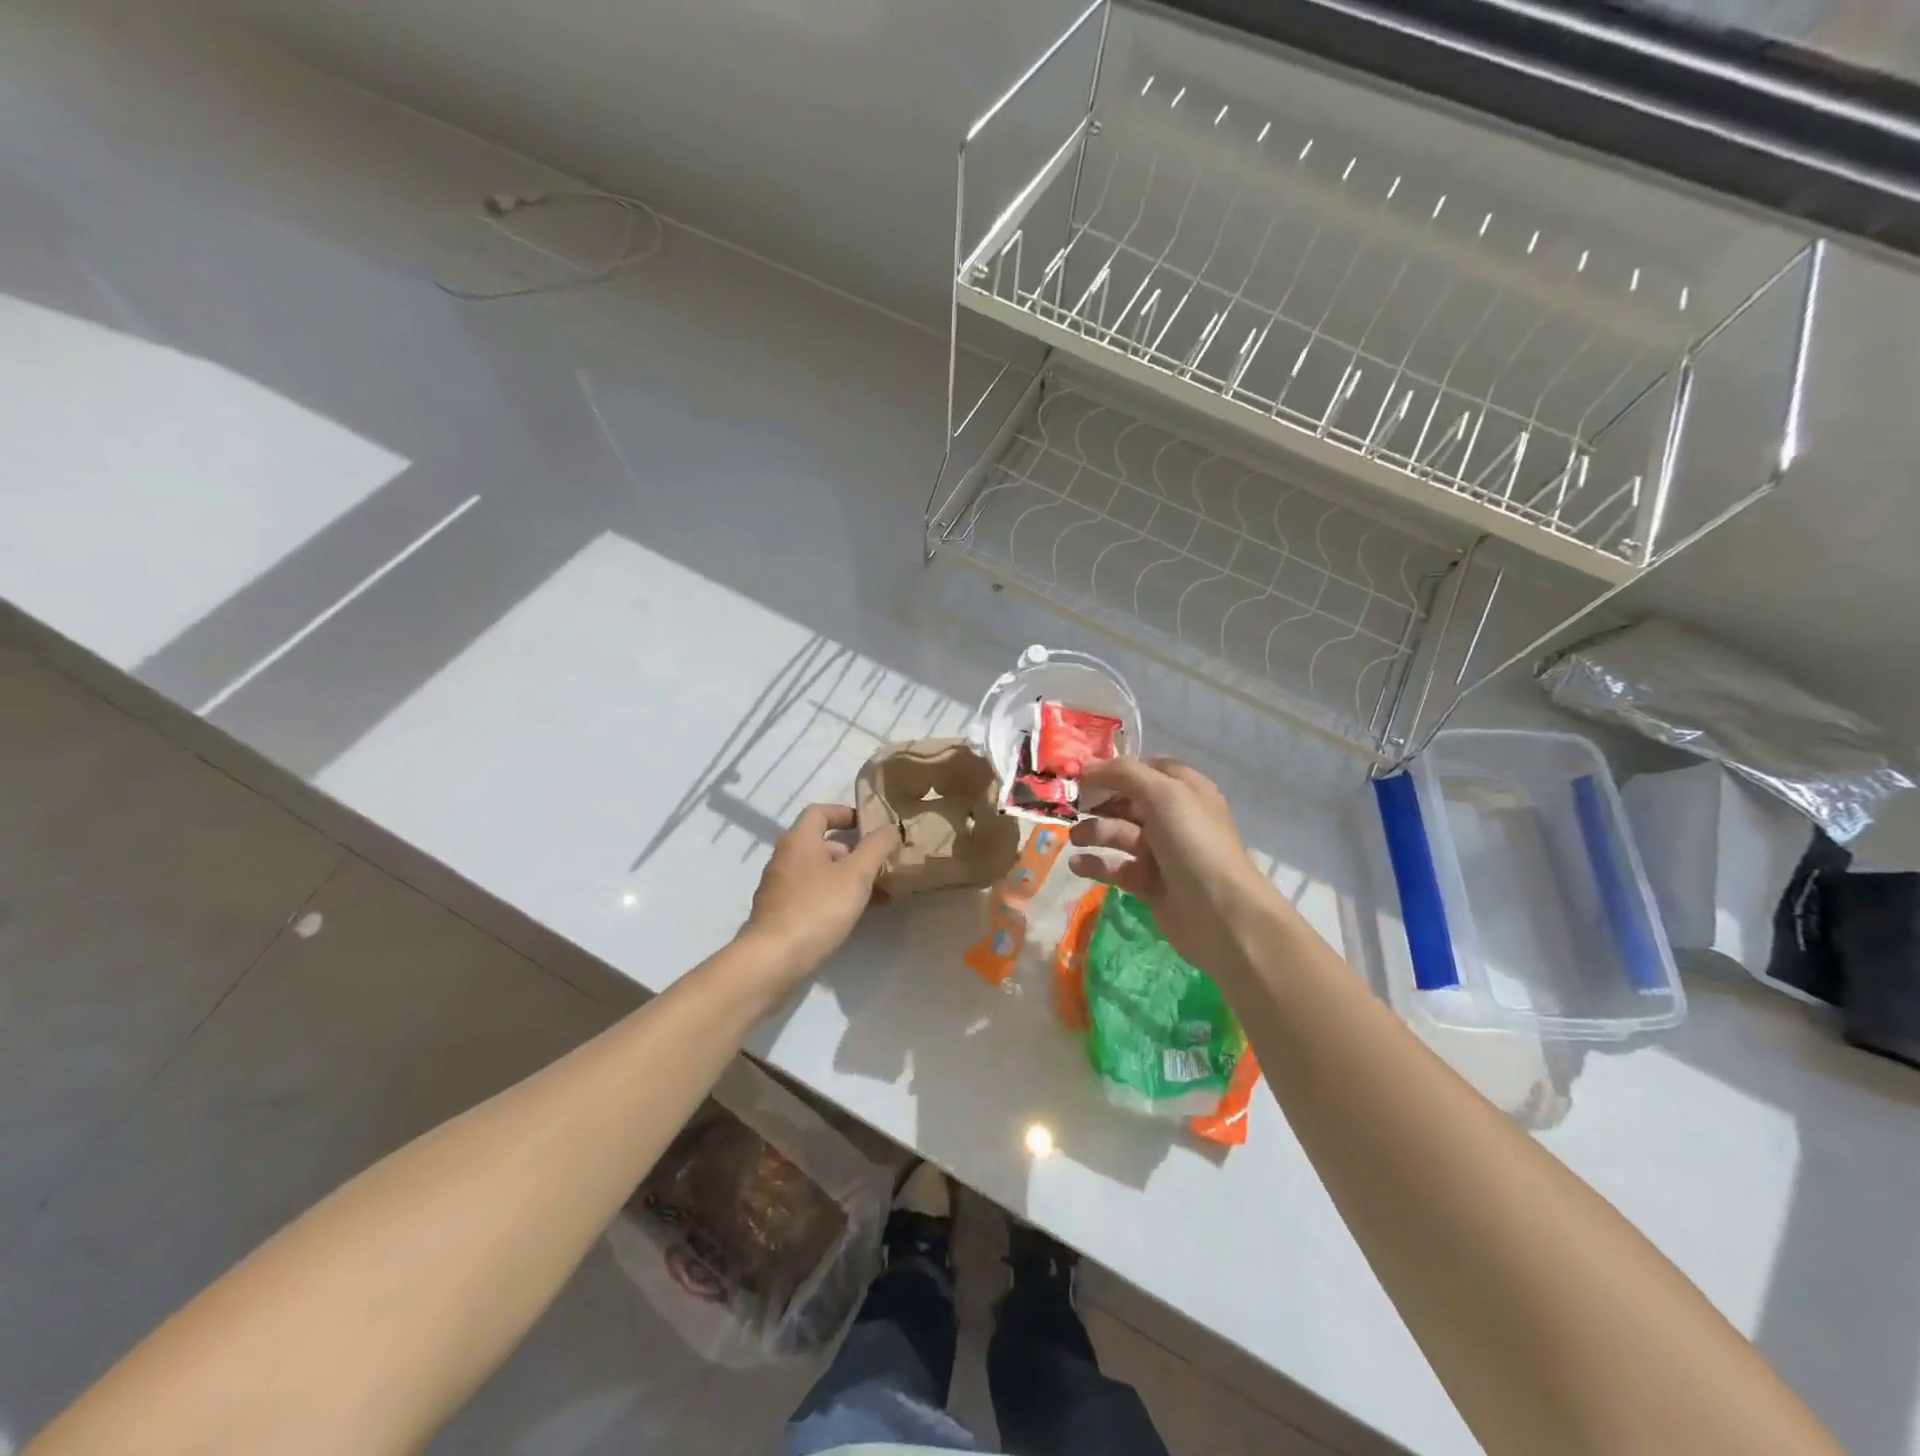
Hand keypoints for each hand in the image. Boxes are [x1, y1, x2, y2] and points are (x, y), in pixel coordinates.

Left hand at [741, 804, 900, 979]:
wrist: (773, 958)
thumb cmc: (817, 908)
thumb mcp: (857, 874)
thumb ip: (877, 847)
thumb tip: (891, 828)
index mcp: (799, 840)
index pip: (820, 811)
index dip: (845, 813)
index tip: (868, 825)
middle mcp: (784, 857)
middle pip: (821, 843)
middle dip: (852, 852)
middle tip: (878, 865)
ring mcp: (778, 887)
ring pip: (817, 872)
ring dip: (845, 877)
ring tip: (874, 895)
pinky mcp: (778, 913)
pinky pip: (810, 894)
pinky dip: (831, 897)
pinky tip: (851, 916)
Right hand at [1068, 757, 1285, 978]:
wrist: (1219, 912)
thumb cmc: (1193, 842)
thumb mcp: (1163, 794)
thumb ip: (1123, 773)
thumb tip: (1086, 766)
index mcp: (1185, 790)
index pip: (1145, 769)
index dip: (1115, 769)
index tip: (1080, 772)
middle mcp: (1173, 817)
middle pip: (1126, 801)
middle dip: (1098, 802)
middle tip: (1069, 806)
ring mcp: (1161, 852)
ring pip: (1119, 834)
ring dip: (1094, 832)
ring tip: (1075, 838)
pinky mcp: (1148, 883)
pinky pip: (1116, 867)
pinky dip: (1096, 864)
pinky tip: (1076, 864)